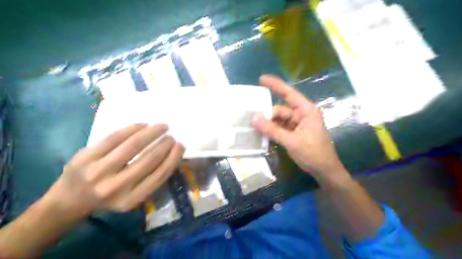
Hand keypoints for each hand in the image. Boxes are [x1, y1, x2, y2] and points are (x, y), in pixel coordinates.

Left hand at [45, 123, 183, 215]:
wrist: (70, 200)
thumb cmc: (110, 196)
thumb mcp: (133, 196)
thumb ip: (151, 179)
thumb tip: (171, 154)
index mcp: (131, 199)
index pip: (160, 175)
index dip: (173, 157)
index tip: (180, 145)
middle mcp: (116, 188)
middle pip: (149, 159)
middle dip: (165, 144)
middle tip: (171, 135)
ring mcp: (98, 171)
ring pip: (133, 145)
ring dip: (152, 132)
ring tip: (162, 126)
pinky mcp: (85, 156)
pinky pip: (115, 137)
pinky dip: (133, 128)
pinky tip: (143, 125)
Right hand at [252, 75, 350, 185]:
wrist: (325, 171)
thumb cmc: (313, 153)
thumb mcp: (291, 141)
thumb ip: (272, 130)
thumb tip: (254, 119)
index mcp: (306, 110)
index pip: (289, 93)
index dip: (275, 85)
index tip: (261, 79)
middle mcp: (302, 114)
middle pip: (281, 109)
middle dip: (268, 114)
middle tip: (253, 120)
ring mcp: (299, 124)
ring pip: (280, 119)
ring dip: (269, 123)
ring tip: (255, 127)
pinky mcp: (296, 132)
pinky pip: (282, 127)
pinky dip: (273, 130)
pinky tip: (264, 133)